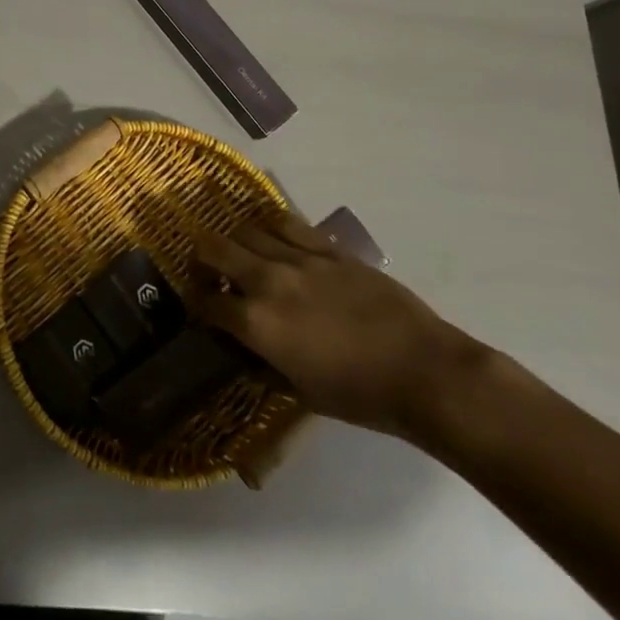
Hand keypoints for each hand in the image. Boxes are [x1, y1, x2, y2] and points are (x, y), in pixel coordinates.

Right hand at [194, 212, 487, 438]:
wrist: (423, 372)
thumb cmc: (360, 396)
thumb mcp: (300, 391)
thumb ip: (264, 362)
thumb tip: (245, 346)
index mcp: (257, 323)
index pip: (207, 302)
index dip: (196, 302)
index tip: (199, 305)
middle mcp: (269, 281)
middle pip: (216, 248)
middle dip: (201, 255)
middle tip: (205, 265)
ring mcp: (300, 259)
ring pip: (248, 229)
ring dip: (235, 239)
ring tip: (239, 250)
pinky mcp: (329, 249)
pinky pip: (288, 223)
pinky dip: (271, 226)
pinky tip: (272, 235)